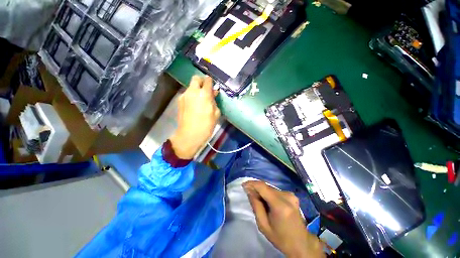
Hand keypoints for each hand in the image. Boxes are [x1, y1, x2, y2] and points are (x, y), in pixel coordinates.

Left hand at [169, 75, 220, 158]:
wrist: (189, 135)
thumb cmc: (206, 125)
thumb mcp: (216, 113)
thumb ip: (214, 101)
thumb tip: (213, 94)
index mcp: (204, 94)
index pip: (207, 80)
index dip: (211, 82)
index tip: (213, 86)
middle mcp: (193, 91)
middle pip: (196, 78)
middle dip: (201, 81)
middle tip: (206, 89)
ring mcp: (184, 96)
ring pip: (190, 86)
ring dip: (196, 89)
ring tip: (200, 99)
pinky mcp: (179, 101)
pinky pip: (187, 94)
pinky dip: (191, 96)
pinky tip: (194, 105)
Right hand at [243, 181, 324, 257]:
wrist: (301, 243)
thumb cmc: (280, 238)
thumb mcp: (263, 225)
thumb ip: (256, 205)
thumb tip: (249, 190)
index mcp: (280, 205)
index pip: (262, 187)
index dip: (252, 183)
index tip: (243, 185)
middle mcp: (286, 196)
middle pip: (266, 187)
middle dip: (256, 188)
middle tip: (249, 194)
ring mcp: (291, 195)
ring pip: (270, 188)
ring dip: (262, 191)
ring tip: (258, 199)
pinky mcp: (292, 195)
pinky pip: (276, 191)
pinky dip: (269, 193)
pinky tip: (267, 201)